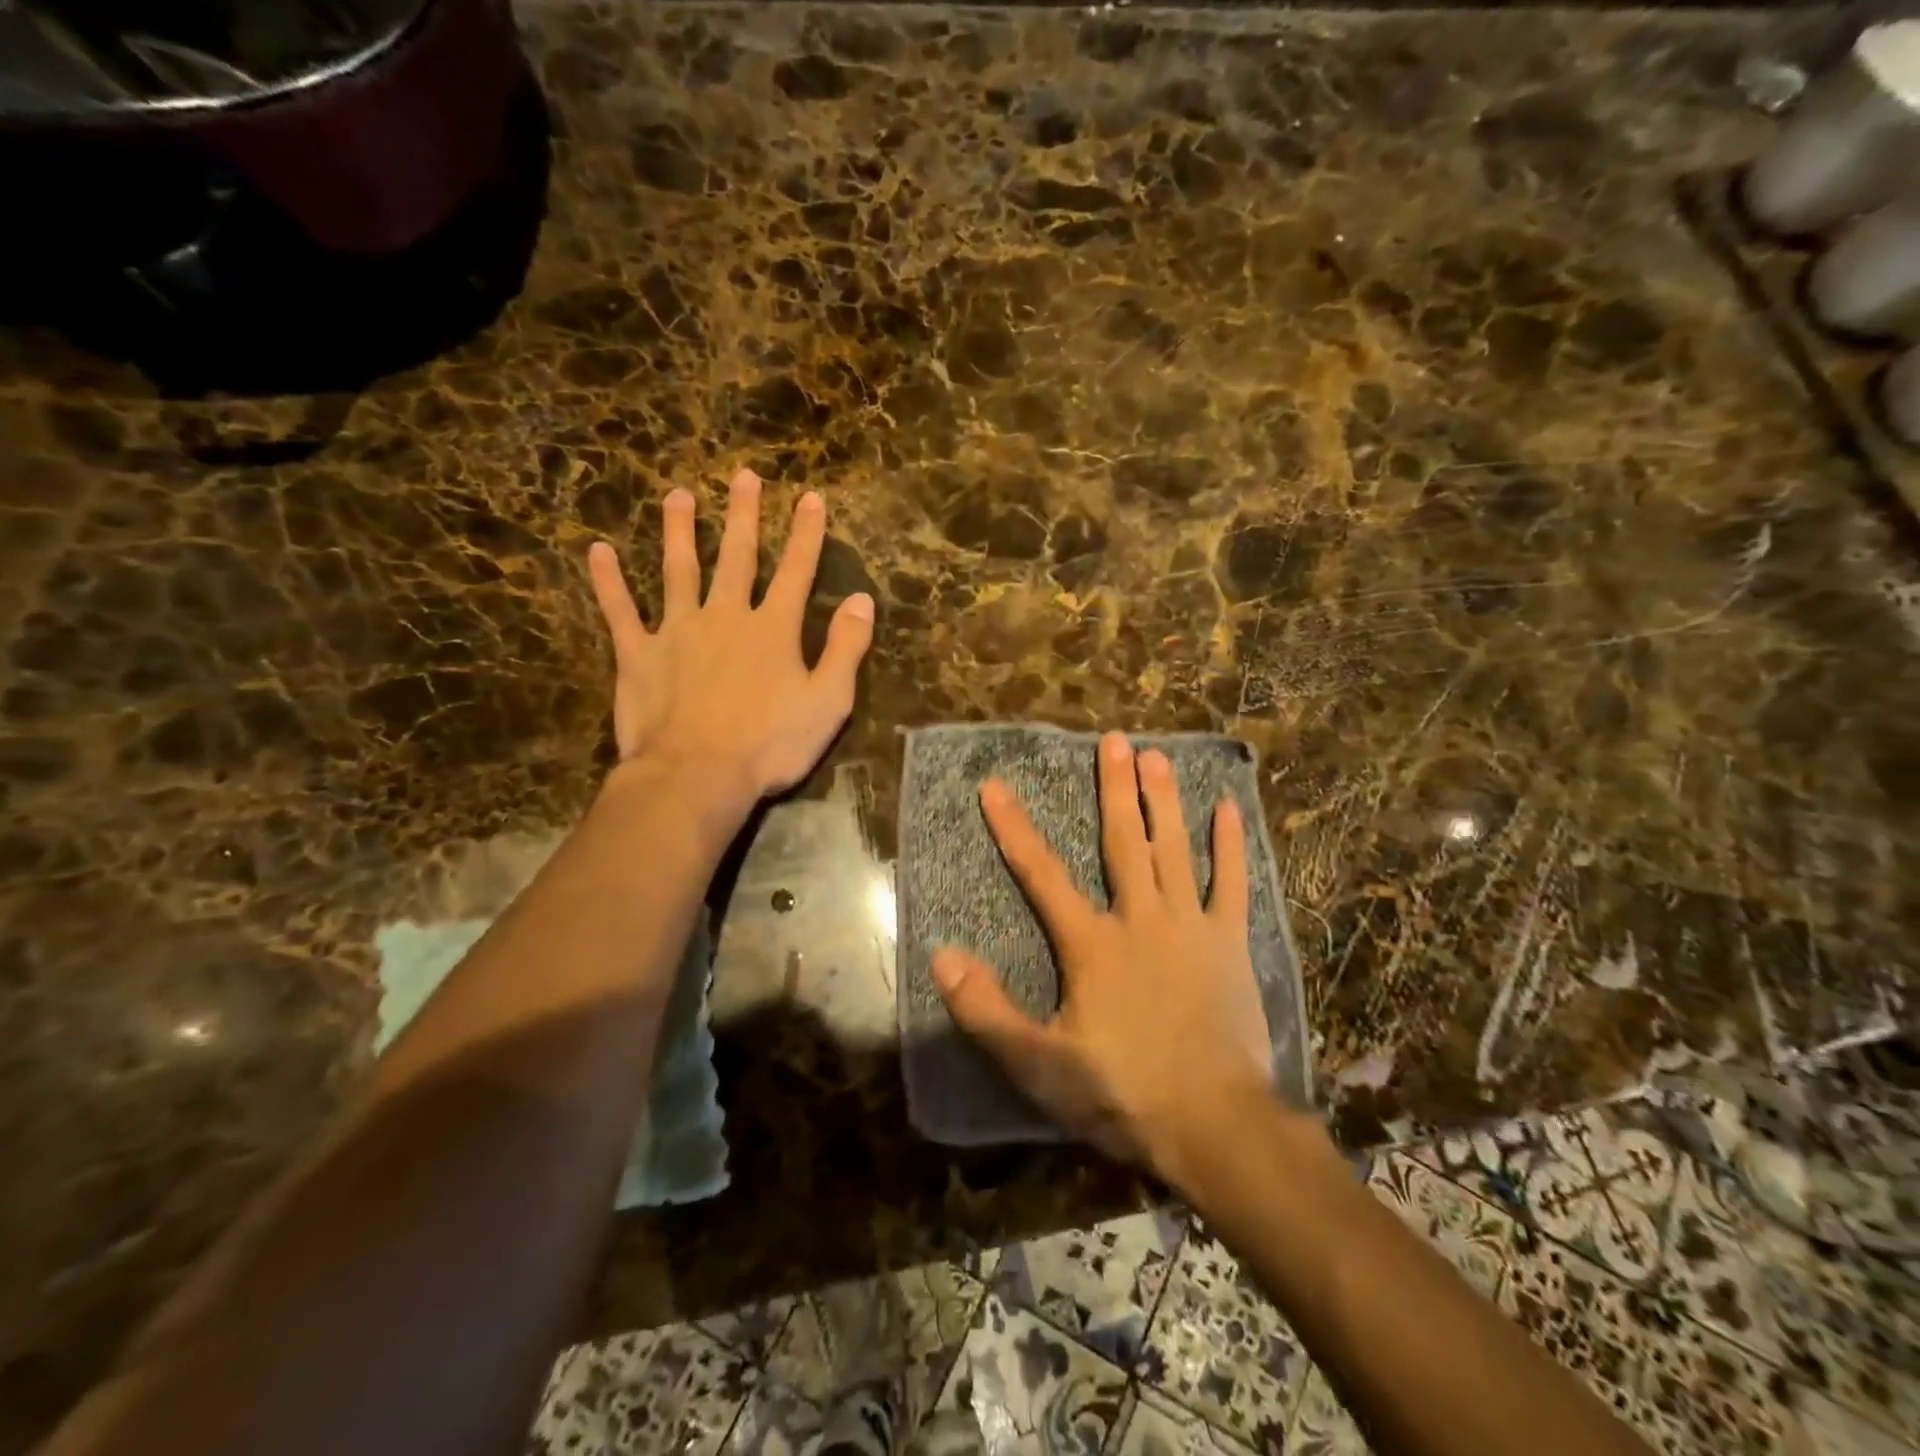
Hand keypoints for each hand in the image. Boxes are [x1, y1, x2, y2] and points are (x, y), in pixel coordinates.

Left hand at [587, 468, 873, 810]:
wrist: (696, 776)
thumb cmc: (769, 744)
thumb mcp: (828, 701)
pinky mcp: (638, 655)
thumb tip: (862, 600)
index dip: (806, 534)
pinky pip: (620, 611)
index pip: (796, 570)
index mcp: (772, 629)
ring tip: (677, 496)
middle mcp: (725, 616)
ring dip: (679, 531)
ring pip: (678, 570)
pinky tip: (598, 552)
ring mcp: (677, 631)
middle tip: (742, 476)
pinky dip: (608, 582)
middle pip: (737, 557)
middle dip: (743, 515)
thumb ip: (846, 648)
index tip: (809, 497)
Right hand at [933, 732, 1272, 1172]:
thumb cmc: (1122, 1093)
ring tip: (1156, 755)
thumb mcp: (1039, 1064)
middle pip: (1121, 841)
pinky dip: (1231, 846)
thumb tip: (941, 954)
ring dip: (1163, 800)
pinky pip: (1232, 885)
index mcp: (1092, 943)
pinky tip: (1230, 809)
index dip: (1013, 828)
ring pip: (1173, 849)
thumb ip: (987, 1009)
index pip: (1041, 873)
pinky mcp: (1230, 945)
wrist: (1216, 1127)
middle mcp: (1140, 919)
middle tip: (1112, 739)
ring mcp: (1190, 926)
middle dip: (1112, 788)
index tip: (995, 785)